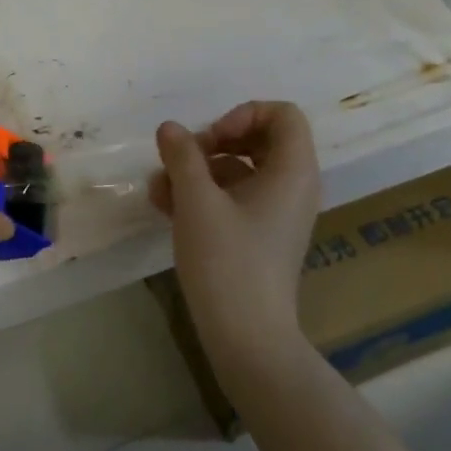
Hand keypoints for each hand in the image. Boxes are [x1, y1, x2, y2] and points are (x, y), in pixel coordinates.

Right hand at [151, 101, 321, 353]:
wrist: (246, 336)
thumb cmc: (227, 261)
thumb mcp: (197, 201)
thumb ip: (182, 157)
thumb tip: (170, 128)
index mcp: (293, 171)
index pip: (282, 115)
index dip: (242, 115)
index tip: (210, 139)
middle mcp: (293, 187)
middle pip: (258, 140)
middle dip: (213, 143)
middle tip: (182, 159)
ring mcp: (277, 214)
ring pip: (240, 172)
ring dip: (199, 172)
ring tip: (158, 188)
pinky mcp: (261, 237)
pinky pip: (235, 200)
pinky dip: (204, 197)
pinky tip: (165, 207)